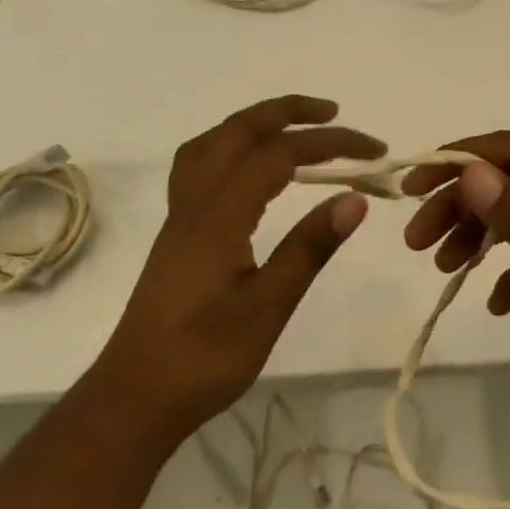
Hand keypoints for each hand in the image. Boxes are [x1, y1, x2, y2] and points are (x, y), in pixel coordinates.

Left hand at [93, 96, 382, 446]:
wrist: (135, 396)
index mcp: (219, 213)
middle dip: (289, 112)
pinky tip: (249, 167)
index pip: (279, 154)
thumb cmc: (204, 358)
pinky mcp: (178, 229)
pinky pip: (201, 163)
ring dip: (256, 122)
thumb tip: (355, 199)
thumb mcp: (267, 308)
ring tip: (294, 129)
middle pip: (239, 129)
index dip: (329, 144)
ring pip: (215, 141)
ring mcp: (181, 213)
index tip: (373, 152)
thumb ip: (309, 248)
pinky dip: (232, 146)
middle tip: (335, 115)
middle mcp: (196, 199)